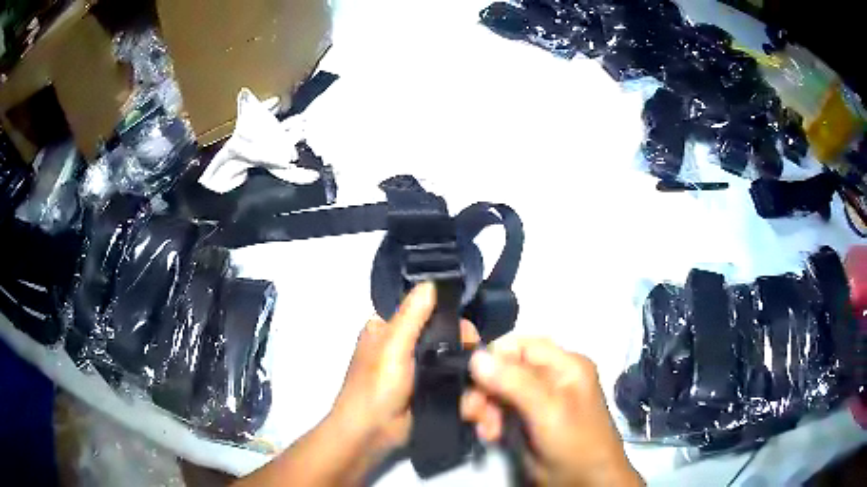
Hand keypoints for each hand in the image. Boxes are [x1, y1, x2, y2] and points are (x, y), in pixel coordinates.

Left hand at [329, 282, 479, 468]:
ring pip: (448, 356)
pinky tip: (476, 381)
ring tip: (479, 367)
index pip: (419, 310)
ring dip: (464, 360)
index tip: (465, 322)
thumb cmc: (376, 385)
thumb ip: (411, 315)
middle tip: (475, 348)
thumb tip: (431, 282)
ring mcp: (416, 370)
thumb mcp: (392, 345)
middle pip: (439, 333)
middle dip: (459, 339)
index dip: (444, 312)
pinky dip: (462, 378)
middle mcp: (401, 346)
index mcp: (386, 330)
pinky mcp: (428, 390)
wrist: (373, 433)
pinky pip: (450, 377)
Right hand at [461, 337, 642, 486]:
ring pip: (500, 389)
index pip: (521, 345)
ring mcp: (540, 399)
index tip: (475, 382)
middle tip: (474, 413)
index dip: (495, 358)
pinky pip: (501, 408)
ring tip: (484, 429)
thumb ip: (514, 382)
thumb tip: (475, 356)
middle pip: (506, 367)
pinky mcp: (529, 419)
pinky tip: (490, 435)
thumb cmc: (575, 443)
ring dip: (485, 406)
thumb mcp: (548, 411)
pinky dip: (490, 419)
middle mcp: (552, 377)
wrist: (586, 483)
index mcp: (565, 364)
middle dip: (486, 388)